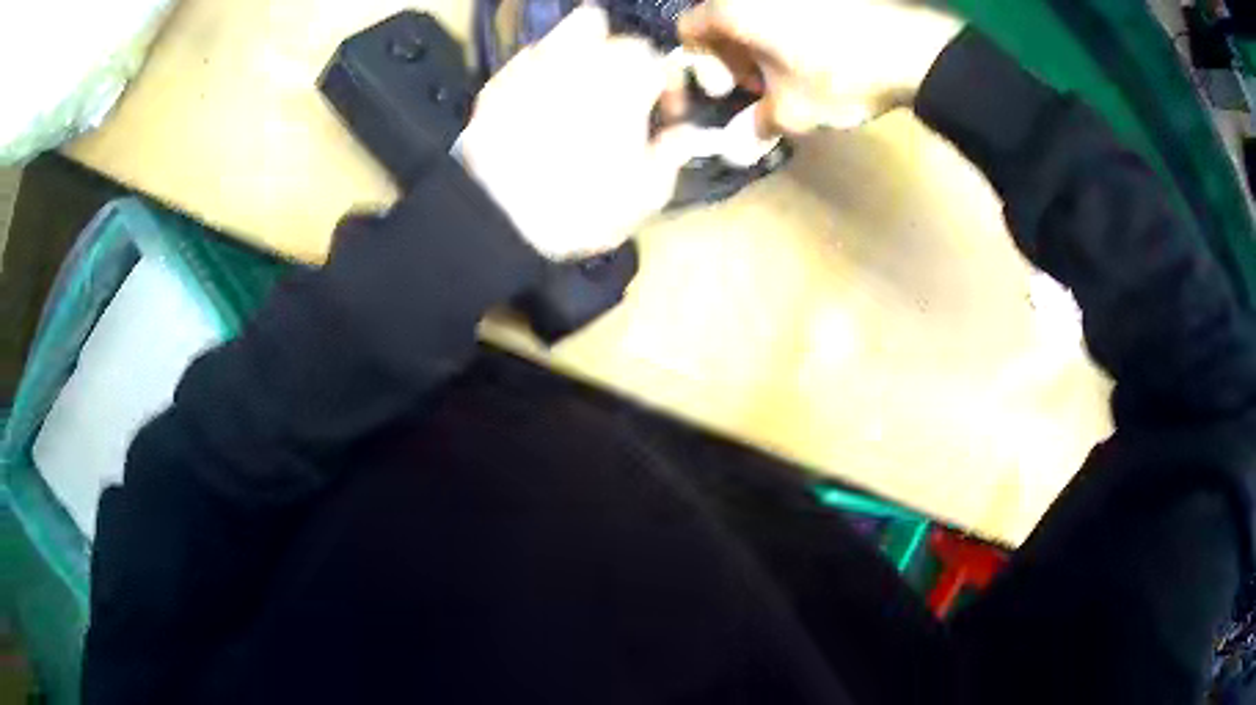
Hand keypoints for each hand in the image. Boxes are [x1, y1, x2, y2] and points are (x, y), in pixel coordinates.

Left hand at [459, 7, 697, 261]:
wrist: (497, 219)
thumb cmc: (581, 207)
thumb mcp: (645, 194)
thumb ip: (672, 156)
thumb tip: (682, 135)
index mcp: (627, 79)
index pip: (658, 60)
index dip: (667, 86)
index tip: (664, 115)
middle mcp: (583, 58)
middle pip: (613, 35)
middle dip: (623, 59)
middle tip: (621, 96)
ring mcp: (536, 64)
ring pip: (567, 31)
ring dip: (581, 51)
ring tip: (580, 86)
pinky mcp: (498, 82)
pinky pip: (528, 58)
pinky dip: (541, 71)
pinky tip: (537, 101)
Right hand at [679, 0, 961, 134]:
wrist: (913, 49)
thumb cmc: (838, 76)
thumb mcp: (793, 111)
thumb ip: (759, 123)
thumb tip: (742, 141)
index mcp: (731, 9)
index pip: (690, 29)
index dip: (704, 63)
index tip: (734, 88)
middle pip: (724, 18)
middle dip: (736, 53)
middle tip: (763, 83)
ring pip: (759, 12)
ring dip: (765, 42)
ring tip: (794, 70)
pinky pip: (790, 8)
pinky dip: (793, 29)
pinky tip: (821, 53)